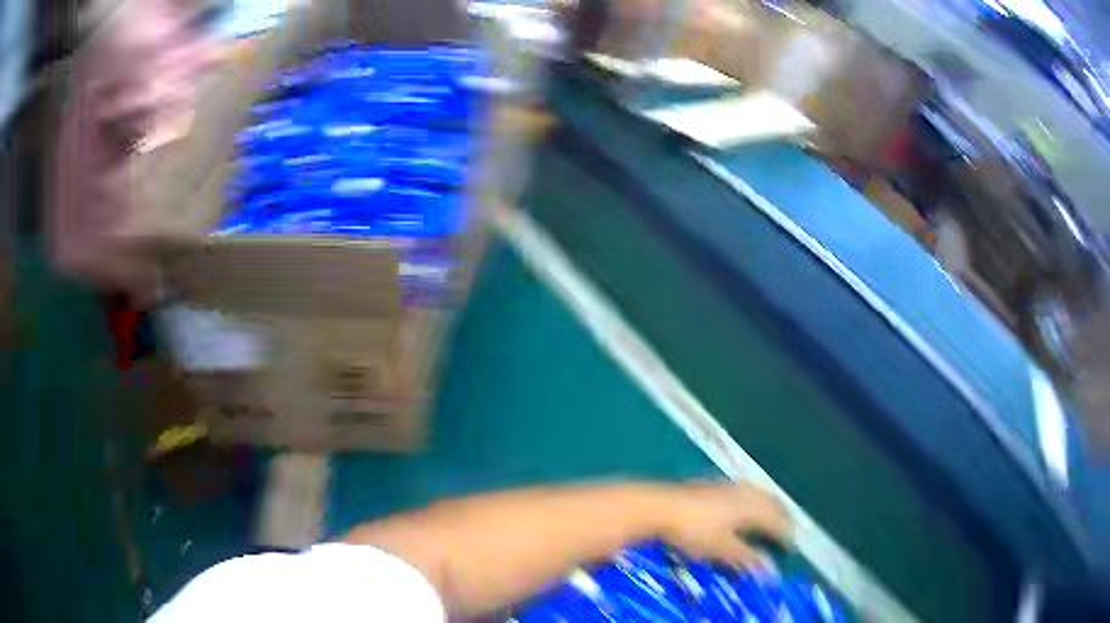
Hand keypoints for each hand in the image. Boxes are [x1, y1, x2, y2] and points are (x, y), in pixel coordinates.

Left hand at [662, 481, 791, 568]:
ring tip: (771, 515)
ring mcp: (728, 485)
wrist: (659, 506)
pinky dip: (752, 499)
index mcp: (752, 507)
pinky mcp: (713, 483)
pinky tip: (744, 503)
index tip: (792, 547)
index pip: (777, 521)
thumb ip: (746, 558)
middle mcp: (745, 492)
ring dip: (768, 505)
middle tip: (788, 529)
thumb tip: (770, 570)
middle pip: (771, 502)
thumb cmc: (694, 531)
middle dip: (781, 516)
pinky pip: (743, 490)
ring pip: (758, 493)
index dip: (786, 534)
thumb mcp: (721, 548)